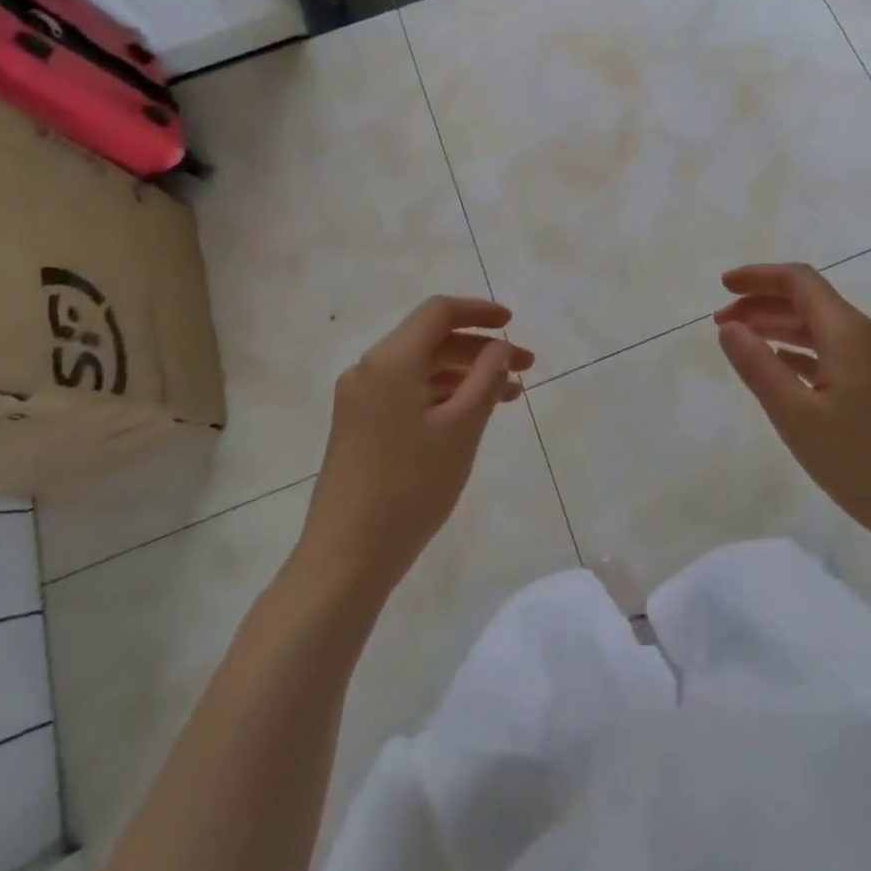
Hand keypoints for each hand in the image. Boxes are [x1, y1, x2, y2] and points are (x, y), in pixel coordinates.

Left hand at [296, 296, 532, 598]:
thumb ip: (486, 378)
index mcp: (390, 360)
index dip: (478, 311)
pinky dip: (443, 395)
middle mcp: (369, 369)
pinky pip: (408, 393)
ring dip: (466, 375)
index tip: (512, 323)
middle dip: (481, 349)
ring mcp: (360, 399)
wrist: (345, 558)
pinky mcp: (359, 426)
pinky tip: (472, 415)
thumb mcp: (462, 428)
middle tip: (526, 367)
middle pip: (432, 340)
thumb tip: (499, 347)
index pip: (439, 312)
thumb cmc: (410, 486)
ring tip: (511, 396)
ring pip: (422, 369)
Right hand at [714, 264, 870, 571]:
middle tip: (721, 323)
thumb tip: (729, 328)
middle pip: (810, 301)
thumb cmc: (865, 464)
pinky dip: (802, 351)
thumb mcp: (798, 418)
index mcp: (849, 332)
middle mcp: (868, 335)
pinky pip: (836, 352)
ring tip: (743, 343)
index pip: (799, 281)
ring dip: (780, 328)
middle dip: (763, 304)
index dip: (758, 277)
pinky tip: (782, 369)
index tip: (723, 287)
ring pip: (822, 328)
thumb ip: (758, 367)